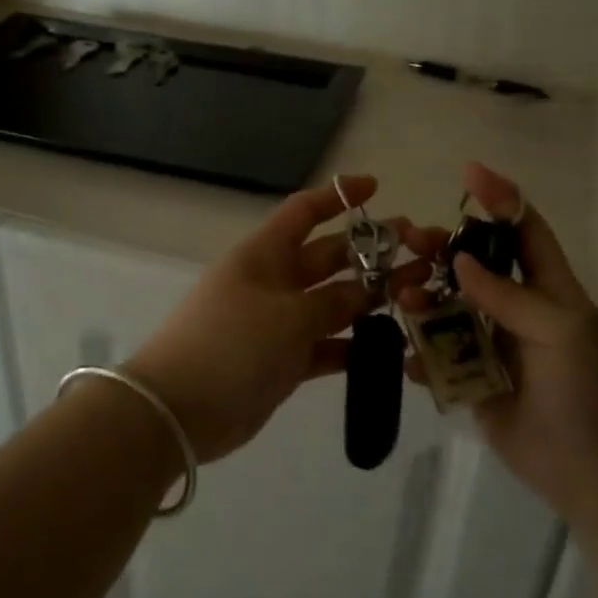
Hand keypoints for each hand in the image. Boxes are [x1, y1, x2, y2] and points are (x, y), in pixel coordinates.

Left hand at [128, 177, 441, 463]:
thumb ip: (332, 303)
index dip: (337, 197)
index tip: (375, 188)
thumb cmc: (232, 345)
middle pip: (327, 258)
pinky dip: (351, 347)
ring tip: (416, 298)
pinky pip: (324, 346)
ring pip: (331, 304)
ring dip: (369, 301)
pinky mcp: (281, 361)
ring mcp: (277, 323)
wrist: (179, 410)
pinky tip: (388, 349)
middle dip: (369, 252)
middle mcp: (272, 282)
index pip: (303, 212)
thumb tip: (363, 294)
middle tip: (419, 252)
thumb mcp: (288, 316)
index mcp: (264, 255)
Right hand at [398, 163, 597, 521]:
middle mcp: (518, 312)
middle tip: (409, 239)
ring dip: (423, 299)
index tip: (469, 172)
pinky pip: (440, 359)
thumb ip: (508, 296)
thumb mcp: (562, 331)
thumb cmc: (593, 392)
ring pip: (450, 310)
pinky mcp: (475, 384)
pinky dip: (420, 354)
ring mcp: (494, 348)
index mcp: (550, 291)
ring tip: (402, 298)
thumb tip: (461, 261)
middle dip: (443, 249)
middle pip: (475, 267)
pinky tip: (407, 354)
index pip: (524, 232)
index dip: (500, 200)